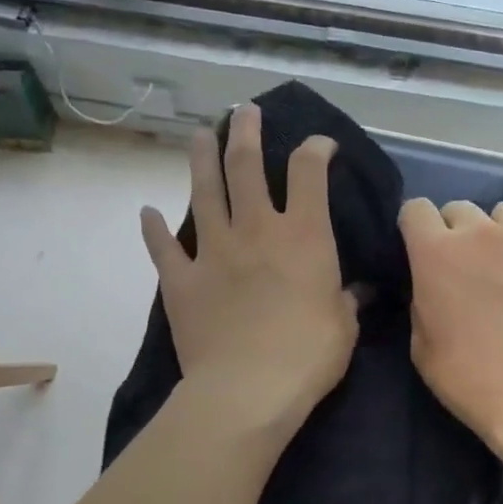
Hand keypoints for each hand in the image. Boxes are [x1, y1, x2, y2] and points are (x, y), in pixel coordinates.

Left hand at [142, 104, 357, 434]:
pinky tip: (147, 213)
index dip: (315, 149)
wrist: (247, 391)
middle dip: (246, 132)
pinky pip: (163, 249)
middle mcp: (256, 230)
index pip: (309, 172)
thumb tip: (355, 292)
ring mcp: (213, 251)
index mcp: (302, 235)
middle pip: (246, 165)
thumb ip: (345, 300)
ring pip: (203, 192)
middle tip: (244, 112)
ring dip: (201, 159)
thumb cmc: (308, 356)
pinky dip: (154, 230)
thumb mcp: (343, 326)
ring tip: (200, 135)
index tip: (320, 144)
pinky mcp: (182, 280)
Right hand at [400, 191, 502, 467]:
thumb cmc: (472, 382)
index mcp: (436, 253)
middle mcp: (480, 231)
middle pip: (460, 208)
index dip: (418, 230)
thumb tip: (431, 277)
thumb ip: (421, 296)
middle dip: (459, 235)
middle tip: (473, 271)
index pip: (415, 209)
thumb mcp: (421, 345)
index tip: (426, 252)